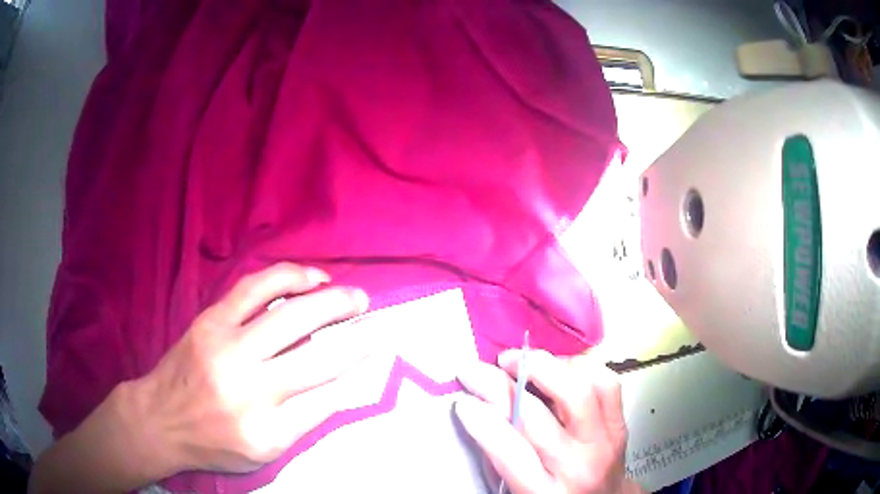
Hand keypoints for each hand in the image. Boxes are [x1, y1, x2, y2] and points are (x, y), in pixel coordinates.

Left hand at [129, 263, 371, 473]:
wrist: (160, 418)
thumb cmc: (213, 442)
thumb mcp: (262, 454)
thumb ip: (302, 422)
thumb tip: (339, 383)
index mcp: (266, 432)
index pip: (326, 399)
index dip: (356, 370)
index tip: (375, 352)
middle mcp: (248, 390)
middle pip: (316, 357)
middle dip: (354, 334)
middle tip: (372, 316)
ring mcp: (226, 349)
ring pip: (289, 315)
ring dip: (329, 300)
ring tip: (350, 294)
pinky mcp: (211, 321)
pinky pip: (256, 288)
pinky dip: (289, 277)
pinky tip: (310, 277)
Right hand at [454, 351, 641, 493]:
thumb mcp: (518, 489)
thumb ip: (500, 456)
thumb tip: (479, 408)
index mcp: (543, 492)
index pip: (508, 452)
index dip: (481, 421)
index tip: (463, 400)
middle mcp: (576, 466)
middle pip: (536, 417)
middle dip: (497, 385)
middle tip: (476, 370)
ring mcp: (604, 442)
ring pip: (577, 392)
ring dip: (542, 367)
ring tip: (516, 360)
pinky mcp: (620, 423)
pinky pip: (605, 383)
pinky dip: (579, 366)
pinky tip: (557, 366)